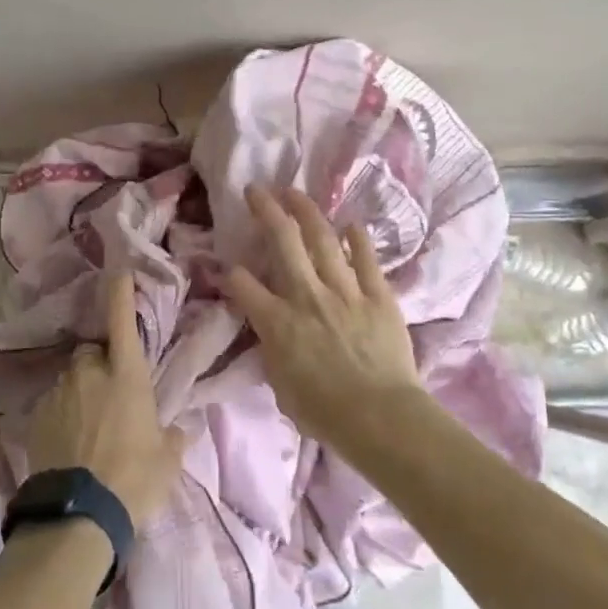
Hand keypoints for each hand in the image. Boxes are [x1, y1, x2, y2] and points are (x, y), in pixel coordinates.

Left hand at [26, 271, 188, 524]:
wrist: (79, 514)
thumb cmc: (134, 479)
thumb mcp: (167, 460)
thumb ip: (175, 436)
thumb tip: (184, 427)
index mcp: (126, 374)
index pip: (121, 320)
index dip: (119, 293)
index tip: (117, 272)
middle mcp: (89, 373)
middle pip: (91, 353)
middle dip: (100, 365)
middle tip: (110, 395)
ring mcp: (59, 393)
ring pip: (71, 380)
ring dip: (80, 392)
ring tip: (89, 428)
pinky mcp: (36, 417)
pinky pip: (54, 405)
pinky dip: (62, 415)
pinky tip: (70, 444)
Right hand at [219, 184, 425, 444]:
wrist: (380, 418)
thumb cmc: (324, 413)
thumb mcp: (280, 386)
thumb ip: (272, 351)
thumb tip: (269, 334)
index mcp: (276, 322)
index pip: (242, 284)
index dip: (229, 272)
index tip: (227, 267)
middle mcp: (306, 296)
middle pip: (282, 241)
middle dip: (266, 210)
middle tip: (256, 190)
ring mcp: (344, 291)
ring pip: (322, 239)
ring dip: (306, 211)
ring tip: (294, 192)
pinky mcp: (378, 296)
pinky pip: (366, 259)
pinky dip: (357, 239)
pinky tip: (350, 223)